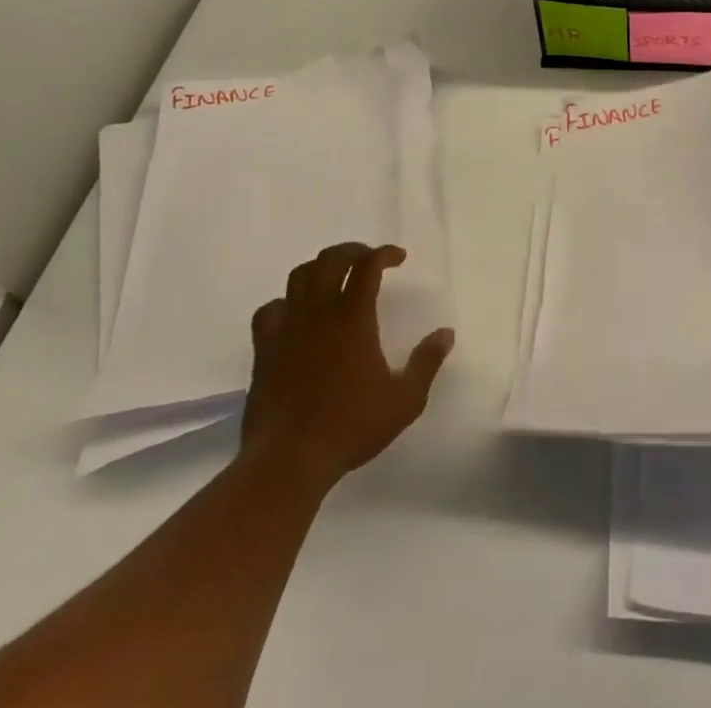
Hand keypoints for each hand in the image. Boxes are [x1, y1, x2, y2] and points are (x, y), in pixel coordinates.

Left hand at [242, 242, 453, 494]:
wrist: (288, 460)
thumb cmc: (350, 427)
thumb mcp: (404, 400)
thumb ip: (427, 362)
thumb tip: (446, 333)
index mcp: (353, 317)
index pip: (368, 265)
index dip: (384, 253)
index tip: (399, 258)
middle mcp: (319, 312)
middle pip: (331, 259)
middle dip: (353, 250)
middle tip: (368, 260)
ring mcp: (288, 328)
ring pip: (299, 276)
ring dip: (320, 268)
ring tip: (335, 278)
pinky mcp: (265, 349)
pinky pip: (270, 310)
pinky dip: (285, 303)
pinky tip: (295, 315)